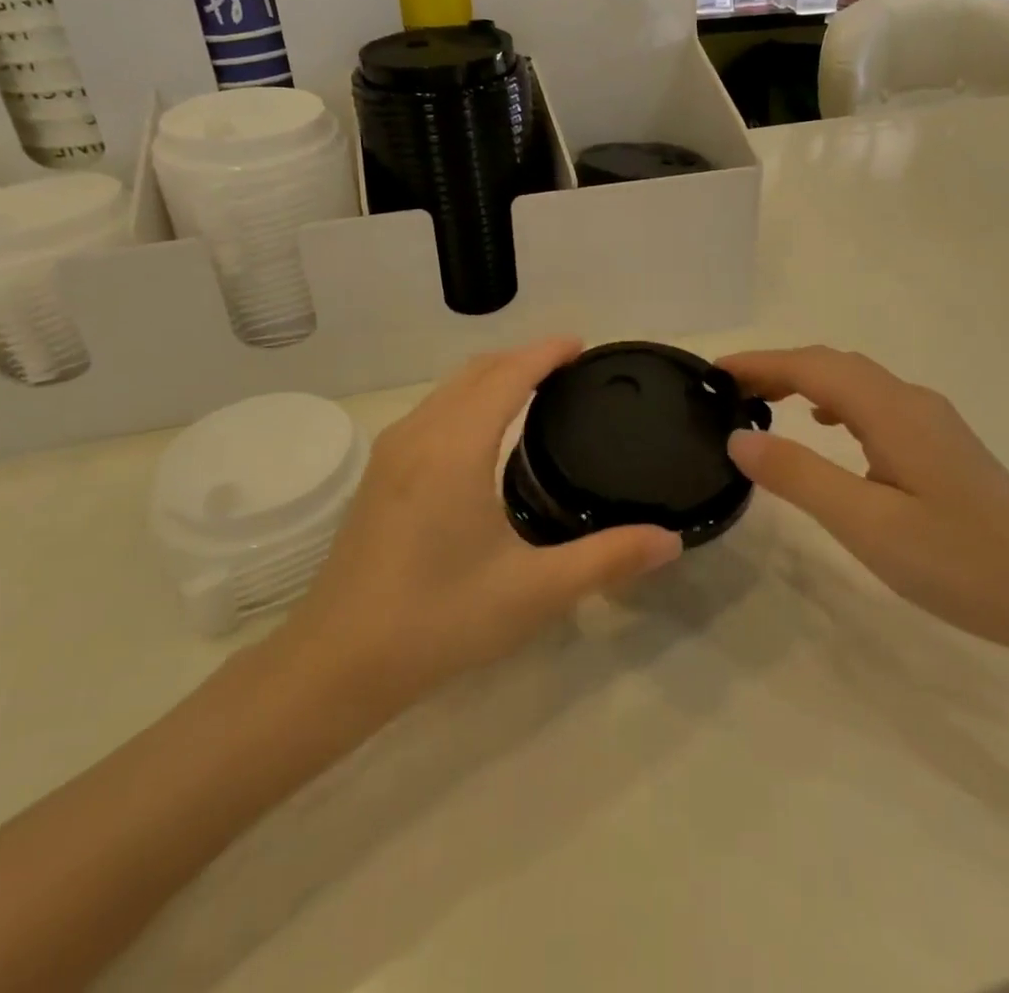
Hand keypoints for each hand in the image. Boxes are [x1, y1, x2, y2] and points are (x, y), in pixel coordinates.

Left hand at [282, 337, 681, 708]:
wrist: (336, 663)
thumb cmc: (438, 619)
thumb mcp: (533, 592)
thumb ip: (607, 559)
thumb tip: (671, 540)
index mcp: (456, 447)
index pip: (508, 375)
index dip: (546, 353)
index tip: (581, 345)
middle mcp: (420, 434)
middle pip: (477, 371)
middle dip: (522, 358)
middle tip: (568, 368)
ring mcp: (392, 452)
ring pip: (448, 389)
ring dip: (491, 377)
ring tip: (534, 390)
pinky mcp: (379, 474)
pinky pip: (432, 411)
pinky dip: (467, 399)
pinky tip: (484, 433)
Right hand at [720, 347, 1008, 661]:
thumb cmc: (959, 562)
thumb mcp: (866, 524)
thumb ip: (800, 476)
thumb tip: (740, 438)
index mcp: (893, 411)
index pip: (812, 367)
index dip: (759, 363)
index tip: (713, 373)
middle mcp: (913, 402)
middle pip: (834, 365)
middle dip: (778, 368)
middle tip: (730, 392)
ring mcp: (934, 422)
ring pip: (857, 382)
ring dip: (806, 382)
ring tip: (766, 404)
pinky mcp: (944, 446)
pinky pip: (876, 404)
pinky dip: (837, 403)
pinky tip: (829, 429)